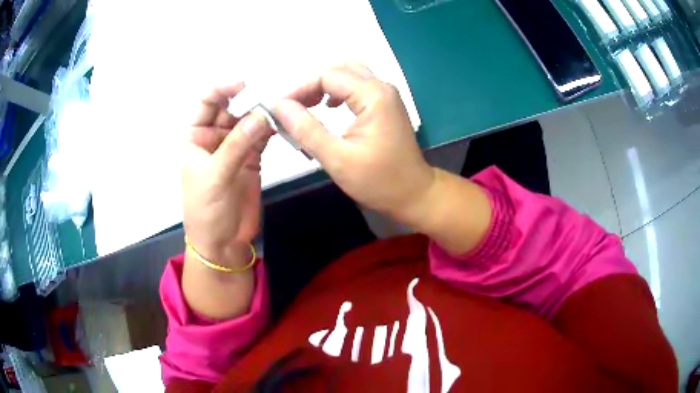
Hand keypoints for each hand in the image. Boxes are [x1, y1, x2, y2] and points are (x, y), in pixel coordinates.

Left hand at [182, 83, 271, 267]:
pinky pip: (262, 136)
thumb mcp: (215, 176)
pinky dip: (272, 128)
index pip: (205, 102)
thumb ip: (237, 145)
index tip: (243, 84)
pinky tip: (284, 122)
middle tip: (270, 94)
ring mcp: (234, 146)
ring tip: (282, 105)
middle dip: (247, 98)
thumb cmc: (207, 211)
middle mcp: (214, 137)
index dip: (221, 89)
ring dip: (263, 112)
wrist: (222, 243)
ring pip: (248, 120)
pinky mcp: (252, 158)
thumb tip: (262, 115)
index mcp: (195, 137)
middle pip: (230, 107)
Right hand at [272, 63, 435, 224]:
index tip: (279, 108)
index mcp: (373, 96)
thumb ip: (307, 130)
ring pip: (348, 74)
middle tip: (292, 108)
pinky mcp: (385, 104)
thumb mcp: (337, 159)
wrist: (414, 194)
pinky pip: (357, 86)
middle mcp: (381, 87)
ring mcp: (386, 94)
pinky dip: (337, 91)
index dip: (299, 88)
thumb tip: (280, 106)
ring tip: (306, 106)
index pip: (327, 76)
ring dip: (324, 85)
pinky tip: (327, 107)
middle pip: (338, 69)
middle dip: (311, 84)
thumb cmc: (378, 181)